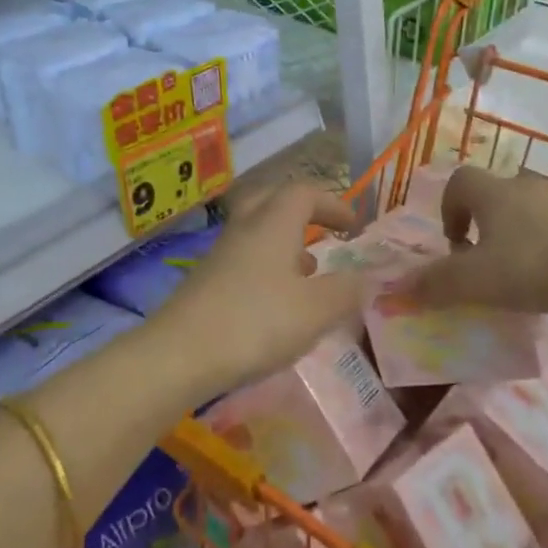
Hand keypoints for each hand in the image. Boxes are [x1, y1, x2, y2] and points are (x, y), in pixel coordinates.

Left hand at [154, 182, 369, 398]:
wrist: (180, 354)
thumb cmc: (256, 323)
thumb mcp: (316, 310)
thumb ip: (347, 291)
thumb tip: (367, 277)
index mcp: (273, 223)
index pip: (304, 192)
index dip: (333, 202)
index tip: (354, 225)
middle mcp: (244, 229)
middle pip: (272, 199)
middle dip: (302, 210)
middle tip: (323, 230)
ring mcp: (220, 254)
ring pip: (256, 230)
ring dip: (284, 241)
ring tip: (308, 271)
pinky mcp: (205, 281)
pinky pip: (243, 258)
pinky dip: (266, 266)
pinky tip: (276, 300)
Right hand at [401, 166, 547, 312]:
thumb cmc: (530, 270)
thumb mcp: (474, 283)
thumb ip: (434, 285)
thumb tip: (395, 290)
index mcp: (495, 194)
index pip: (461, 182)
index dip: (452, 208)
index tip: (458, 244)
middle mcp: (532, 184)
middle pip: (504, 186)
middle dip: (496, 214)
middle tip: (498, 252)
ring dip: (540, 207)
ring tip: (541, 241)